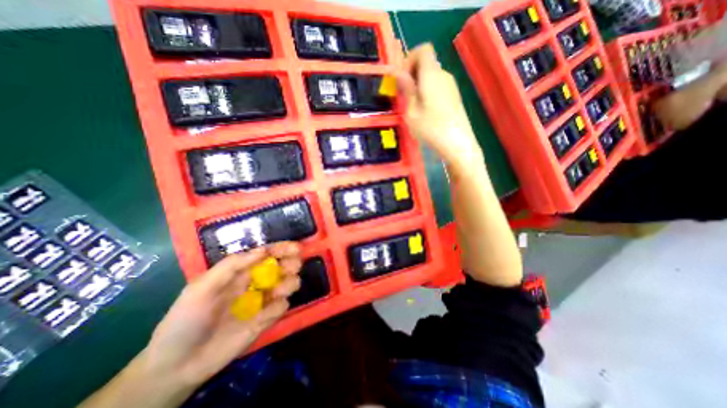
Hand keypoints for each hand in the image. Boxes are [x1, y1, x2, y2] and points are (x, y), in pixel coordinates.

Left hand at [143, 242, 300, 388]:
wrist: (178, 365)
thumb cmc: (186, 319)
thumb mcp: (202, 287)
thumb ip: (232, 265)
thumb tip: (264, 250)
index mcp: (241, 271)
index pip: (267, 254)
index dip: (282, 249)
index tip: (296, 248)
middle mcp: (256, 282)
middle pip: (283, 266)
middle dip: (292, 263)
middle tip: (293, 266)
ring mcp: (263, 300)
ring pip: (289, 283)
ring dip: (289, 283)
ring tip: (278, 291)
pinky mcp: (266, 319)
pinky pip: (282, 307)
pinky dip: (278, 307)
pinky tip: (264, 316)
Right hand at [396, 43, 484, 169]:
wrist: (458, 144)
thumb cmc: (431, 128)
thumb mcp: (411, 111)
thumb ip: (406, 89)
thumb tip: (398, 72)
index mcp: (432, 74)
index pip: (423, 49)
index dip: (409, 59)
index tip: (402, 79)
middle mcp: (444, 75)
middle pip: (427, 63)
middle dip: (412, 74)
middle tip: (404, 96)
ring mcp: (451, 86)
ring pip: (432, 76)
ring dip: (419, 85)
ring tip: (413, 107)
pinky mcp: (454, 96)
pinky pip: (438, 86)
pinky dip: (428, 92)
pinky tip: (425, 112)